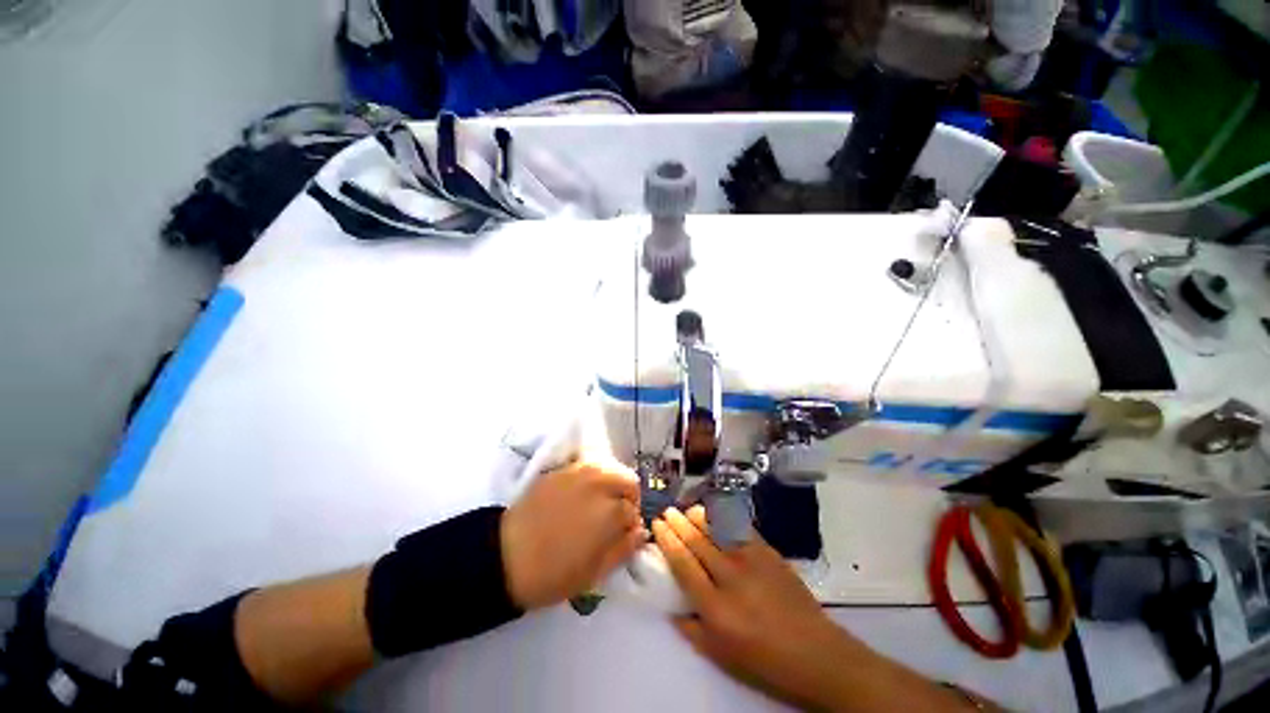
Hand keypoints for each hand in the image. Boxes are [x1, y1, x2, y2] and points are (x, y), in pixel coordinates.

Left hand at [501, 460, 645, 609]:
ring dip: (612, 483)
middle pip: (628, 480)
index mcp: (611, 511)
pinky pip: (589, 466)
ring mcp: (579, 472)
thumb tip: (640, 531)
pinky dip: (594, 476)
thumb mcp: (594, 573)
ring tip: (599, 502)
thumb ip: (623, 549)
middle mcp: (599, 484)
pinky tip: (582, 494)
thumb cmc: (552, 573)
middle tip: (614, 516)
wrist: (504, 556)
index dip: (631, 525)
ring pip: (610, 468)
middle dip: (627, 497)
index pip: (634, 511)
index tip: (622, 535)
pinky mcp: (562, 470)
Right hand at [651, 506, 864, 709]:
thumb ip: (691, 630)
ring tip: (687, 511)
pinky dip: (723, 516)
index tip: (658, 525)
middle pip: (697, 540)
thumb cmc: (765, 662)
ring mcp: (752, 561)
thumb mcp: (721, 656)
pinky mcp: (768, 552)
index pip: (683, 564)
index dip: (667, 540)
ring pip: (717, 527)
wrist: (815, 653)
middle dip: (678, 522)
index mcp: (716, 608)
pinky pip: (740, 526)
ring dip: (698, 515)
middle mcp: (731, 578)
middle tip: (667, 512)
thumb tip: (671, 607)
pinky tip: (715, 513)